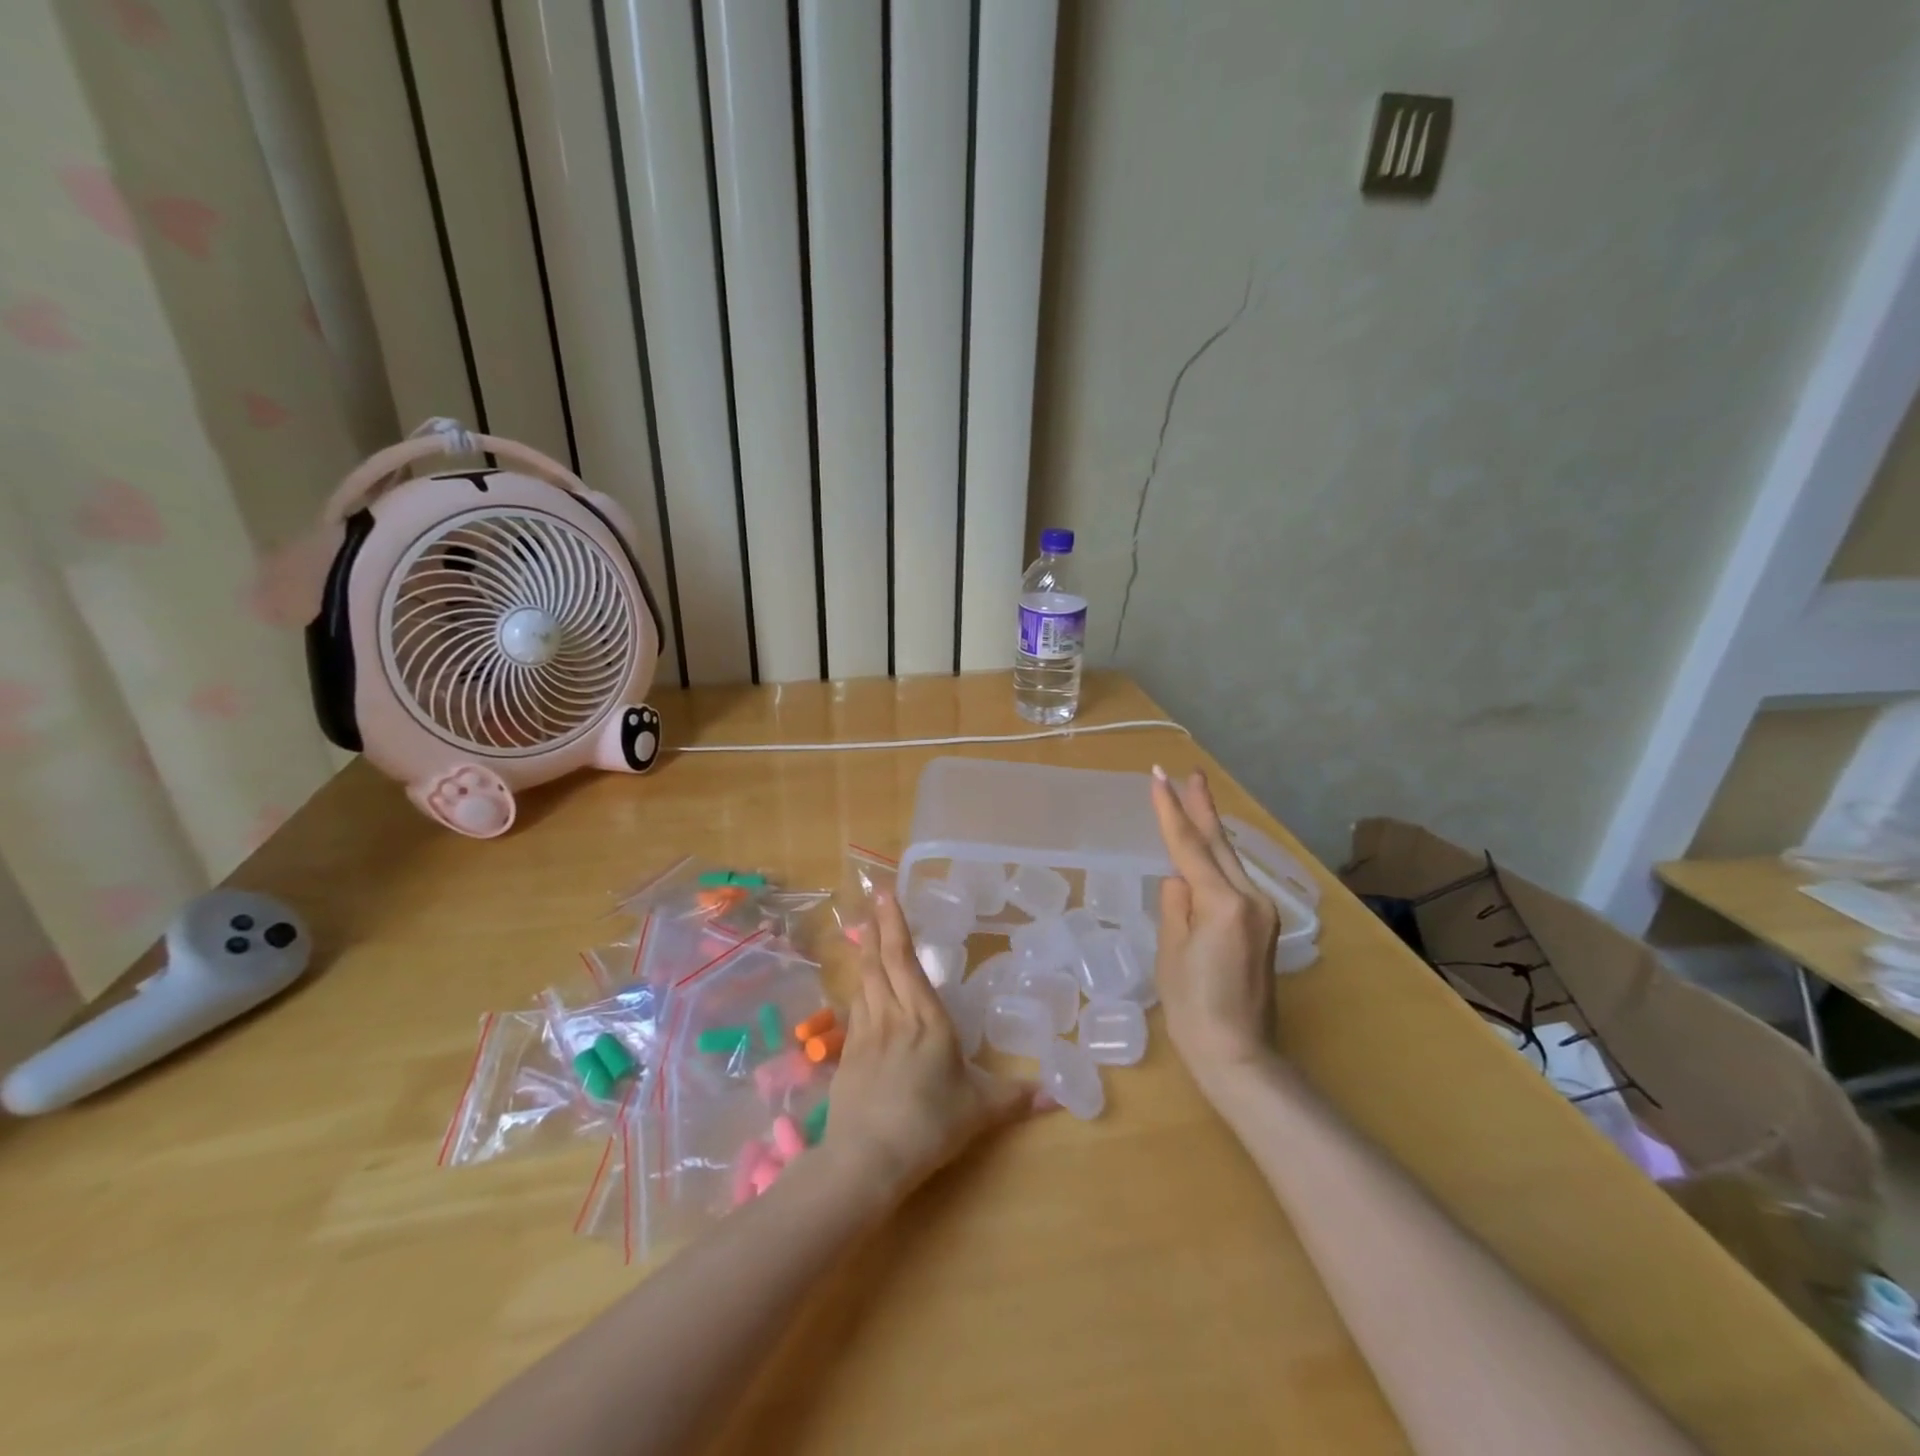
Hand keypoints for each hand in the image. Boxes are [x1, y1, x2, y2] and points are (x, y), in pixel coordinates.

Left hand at [822, 891, 1039, 1202]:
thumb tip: (1058, 1096)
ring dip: (864, 956)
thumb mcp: (979, 1111)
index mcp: (926, 1019)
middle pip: (880, 962)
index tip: (886, 895)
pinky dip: (858, 993)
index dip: (895, 925)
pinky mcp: (846, 1057)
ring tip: (863, 937)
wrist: (866, 1159)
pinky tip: (860, 994)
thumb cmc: (929, 1125)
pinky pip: (854, 1011)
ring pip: (863, 983)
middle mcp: (892, 1016)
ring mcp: (864, 1034)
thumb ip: (1016, 1098)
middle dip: (876, 930)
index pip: (906, 960)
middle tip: (872, 905)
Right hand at [1148, 765, 1279, 1078]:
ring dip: (1210, 830)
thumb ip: (1175, 905)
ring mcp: (1262, 913)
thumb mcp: (1171, 952)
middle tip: (1189, 773)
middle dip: (1202, 807)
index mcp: (1223, 903)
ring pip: (1229, 860)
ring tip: (1195, 798)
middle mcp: (1250, 900)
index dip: (1171, 810)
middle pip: (1219, 844)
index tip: (1159, 777)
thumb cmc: (1194, 1009)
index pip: (1190, 846)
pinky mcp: (1263, 926)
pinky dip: (1217, 860)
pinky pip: (1234, 881)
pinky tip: (1206, 850)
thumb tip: (1179, 878)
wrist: (1239, 1055)